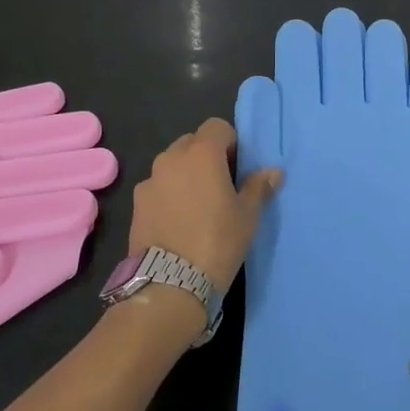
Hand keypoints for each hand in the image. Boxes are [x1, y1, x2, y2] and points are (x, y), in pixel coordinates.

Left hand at [129, 118, 280, 290]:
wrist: (170, 283)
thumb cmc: (218, 242)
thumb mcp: (247, 216)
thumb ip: (258, 187)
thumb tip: (273, 171)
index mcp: (202, 153)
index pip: (217, 127)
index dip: (230, 143)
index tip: (237, 168)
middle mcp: (171, 158)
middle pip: (192, 142)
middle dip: (206, 156)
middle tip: (220, 186)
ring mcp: (150, 180)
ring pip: (172, 164)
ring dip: (185, 174)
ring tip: (197, 206)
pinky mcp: (136, 203)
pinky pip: (158, 187)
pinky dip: (168, 194)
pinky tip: (177, 222)